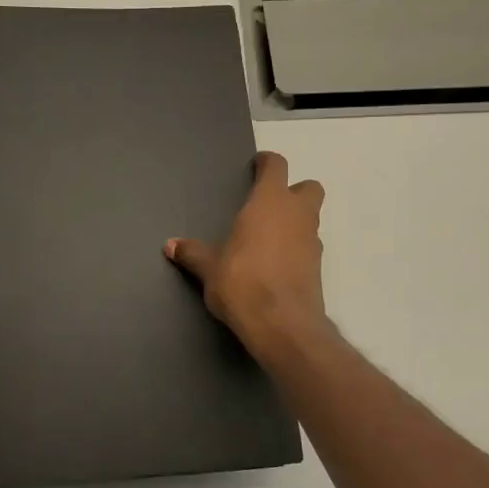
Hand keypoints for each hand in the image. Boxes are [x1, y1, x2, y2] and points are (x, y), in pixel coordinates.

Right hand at [166, 151, 328, 359]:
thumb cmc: (242, 282)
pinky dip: (296, 248)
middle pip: (308, 187)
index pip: (277, 166)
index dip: (267, 163)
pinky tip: (275, 265)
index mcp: (270, 202)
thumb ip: (192, 253)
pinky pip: (309, 246)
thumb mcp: (209, 268)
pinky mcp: (318, 268)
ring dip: (295, 221)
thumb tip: (170, 245)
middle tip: (269, 204)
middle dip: (293, 190)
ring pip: (311, 218)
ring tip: (267, 238)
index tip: (256, 167)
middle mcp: (297, 215)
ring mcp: (312, 241)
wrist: (282, 324)